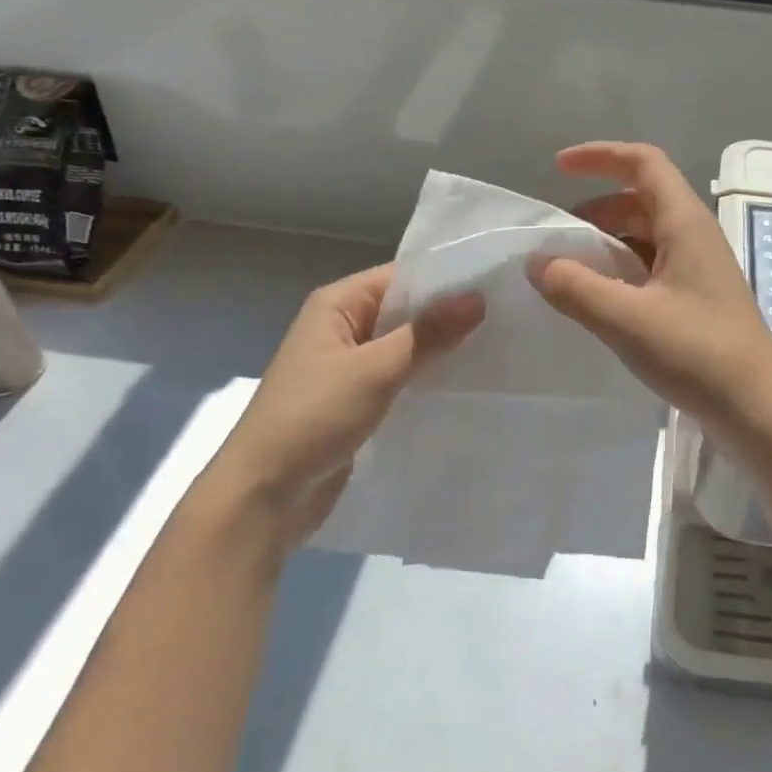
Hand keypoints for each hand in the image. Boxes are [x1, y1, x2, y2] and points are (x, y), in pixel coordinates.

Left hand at [211, 264, 482, 545]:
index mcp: (336, 304)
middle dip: (449, 315)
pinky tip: (465, 383)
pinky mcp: (357, 401)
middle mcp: (342, 328)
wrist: (263, 495)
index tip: (497, 283)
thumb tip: (478, 298)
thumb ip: (426, 334)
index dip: (446, 279)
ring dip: (441, 349)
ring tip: (497, 347)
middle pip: (405, 311)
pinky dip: (427, 378)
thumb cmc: (313, 417)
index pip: (401, 277)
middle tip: (508, 316)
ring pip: (405, 346)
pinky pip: (400, 378)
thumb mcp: (374, 369)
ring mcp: (349, 367)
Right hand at [532, 142, 771, 426]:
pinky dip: (622, 271)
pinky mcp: (698, 300)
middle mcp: (695, 236)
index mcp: (685, 223)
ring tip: (571, 270)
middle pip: (642, 199)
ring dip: (608, 242)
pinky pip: (653, 267)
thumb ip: (575, 287)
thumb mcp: (626, 318)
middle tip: (558, 237)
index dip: (600, 155)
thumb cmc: (697, 353)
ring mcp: (700, 269)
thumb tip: (537, 262)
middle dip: (596, 208)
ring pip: (647, 236)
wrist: (757, 408)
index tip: (558, 168)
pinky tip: (601, 300)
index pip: (644, 163)